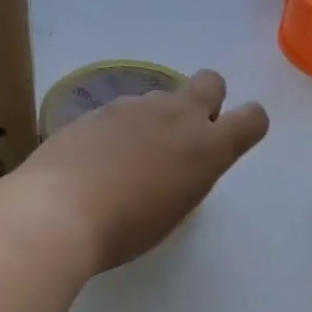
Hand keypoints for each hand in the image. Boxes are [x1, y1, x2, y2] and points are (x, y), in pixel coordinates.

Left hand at [13, 70, 268, 272]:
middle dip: (205, 102)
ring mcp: (134, 107)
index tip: (227, 145)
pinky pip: (121, 111)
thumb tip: (178, 164)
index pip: (253, 119)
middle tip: (181, 140)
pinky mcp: (97, 109)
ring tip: (127, 159)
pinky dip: (118, 129)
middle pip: (211, 82)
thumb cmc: (124, 229)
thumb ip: (187, 178)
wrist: (58, 210)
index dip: (245, 128)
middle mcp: (176, 116)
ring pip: (160, 97)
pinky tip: (96, 160)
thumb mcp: (172, 212)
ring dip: (155, 119)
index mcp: (207, 148)